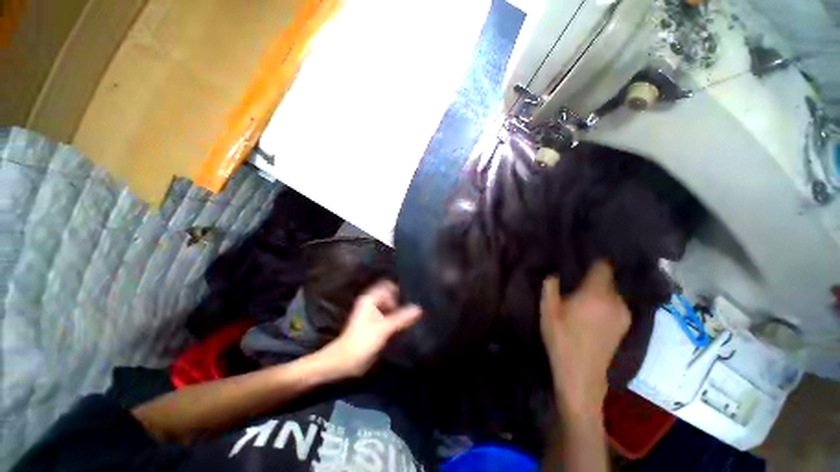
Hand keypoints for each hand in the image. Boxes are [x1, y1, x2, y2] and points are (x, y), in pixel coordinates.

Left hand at [318, 281, 421, 377]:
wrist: (344, 362)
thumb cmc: (361, 343)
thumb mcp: (383, 329)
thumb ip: (401, 318)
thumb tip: (419, 309)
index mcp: (370, 299)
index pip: (389, 286)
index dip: (399, 291)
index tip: (412, 299)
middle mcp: (372, 303)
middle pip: (392, 296)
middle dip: (402, 301)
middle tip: (415, 310)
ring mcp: (374, 313)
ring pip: (392, 306)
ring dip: (401, 311)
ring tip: (413, 318)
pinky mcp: (376, 324)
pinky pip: (390, 316)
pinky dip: (397, 319)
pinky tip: (406, 326)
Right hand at [540, 261, 630, 417]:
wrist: (580, 373)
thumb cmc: (561, 338)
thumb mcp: (547, 310)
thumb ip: (550, 286)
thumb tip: (554, 273)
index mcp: (596, 294)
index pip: (603, 266)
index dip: (594, 260)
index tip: (583, 257)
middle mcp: (616, 300)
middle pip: (609, 278)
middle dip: (595, 276)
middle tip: (578, 278)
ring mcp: (624, 314)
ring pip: (613, 292)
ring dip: (601, 289)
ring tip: (585, 295)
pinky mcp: (626, 325)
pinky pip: (616, 304)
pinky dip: (607, 301)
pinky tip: (594, 310)